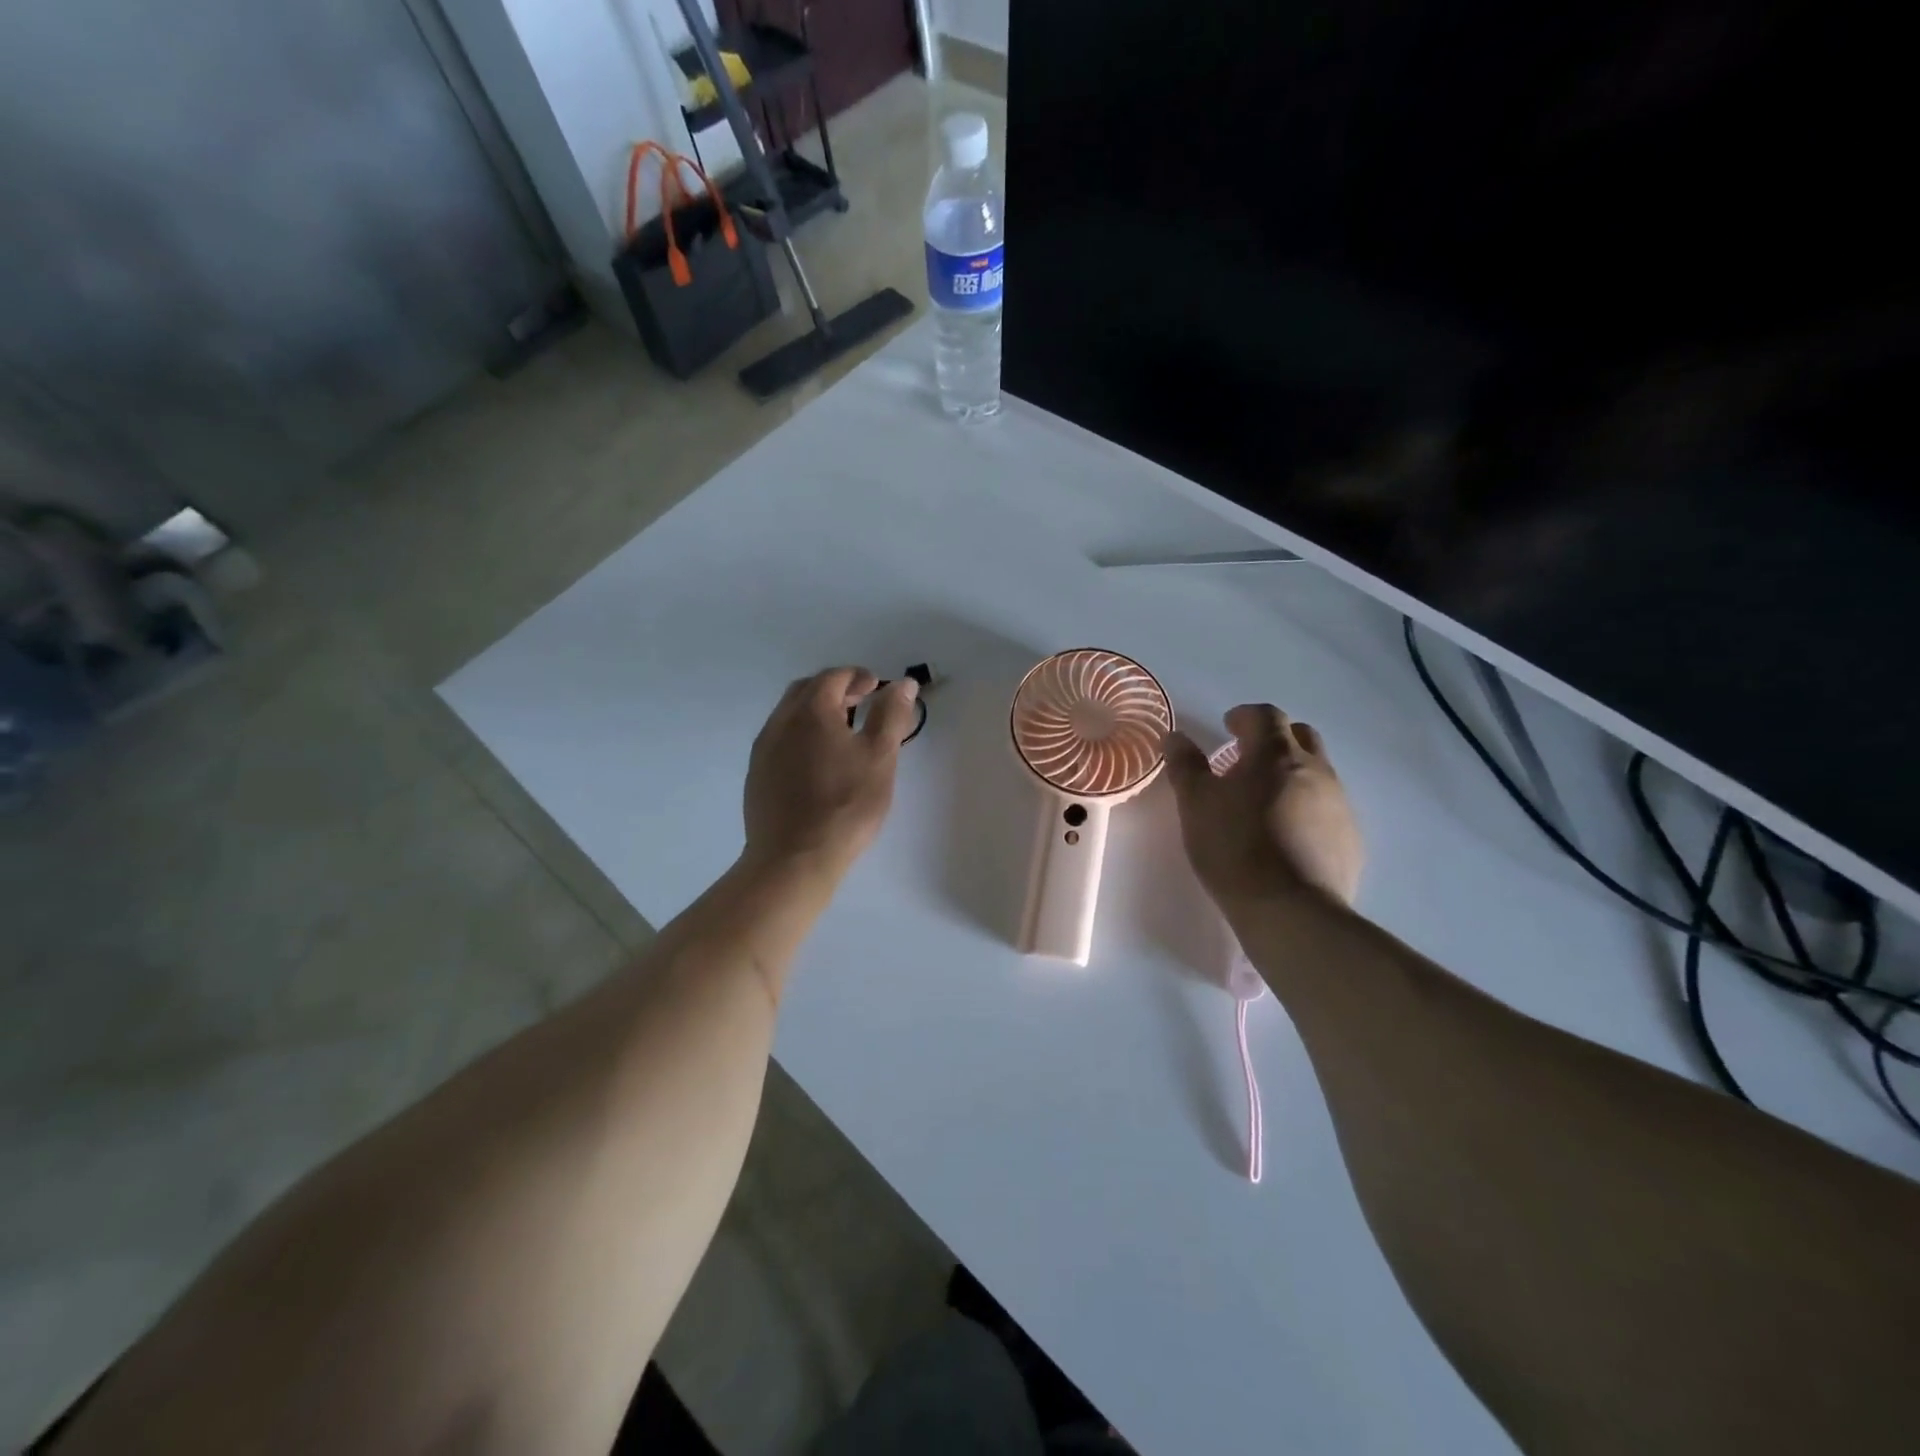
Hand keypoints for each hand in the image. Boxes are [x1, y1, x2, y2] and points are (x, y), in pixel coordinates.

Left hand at [742, 667, 919, 879]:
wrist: (794, 859)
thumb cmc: (845, 805)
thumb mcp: (880, 757)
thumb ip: (891, 715)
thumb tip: (903, 683)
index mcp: (811, 711)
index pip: (834, 677)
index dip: (858, 676)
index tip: (878, 687)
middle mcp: (781, 721)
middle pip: (807, 690)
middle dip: (835, 688)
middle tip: (861, 702)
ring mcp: (764, 749)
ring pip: (790, 714)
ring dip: (816, 711)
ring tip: (843, 732)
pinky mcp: (757, 775)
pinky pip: (781, 739)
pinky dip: (802, 734)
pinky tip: (818, 761)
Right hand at [1163, 705, 1363, 909]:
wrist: (1291, 910)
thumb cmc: (1234, 847)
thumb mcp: (1195, 804)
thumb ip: (1185, 766)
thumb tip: (1176, 737)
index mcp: (1275, 754)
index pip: (1265, 716)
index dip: (1244, 716)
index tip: (1227, 727)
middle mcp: (1315, 770)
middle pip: (1300, 736)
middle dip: (1274, 739)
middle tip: (1247, 759)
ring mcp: (1339, 804)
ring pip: (1317, 773)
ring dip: (1291, 775)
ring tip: (1263, 802)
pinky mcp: (1350, 839)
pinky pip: (1327, 809)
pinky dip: (1306, 809)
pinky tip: (1286, 836)